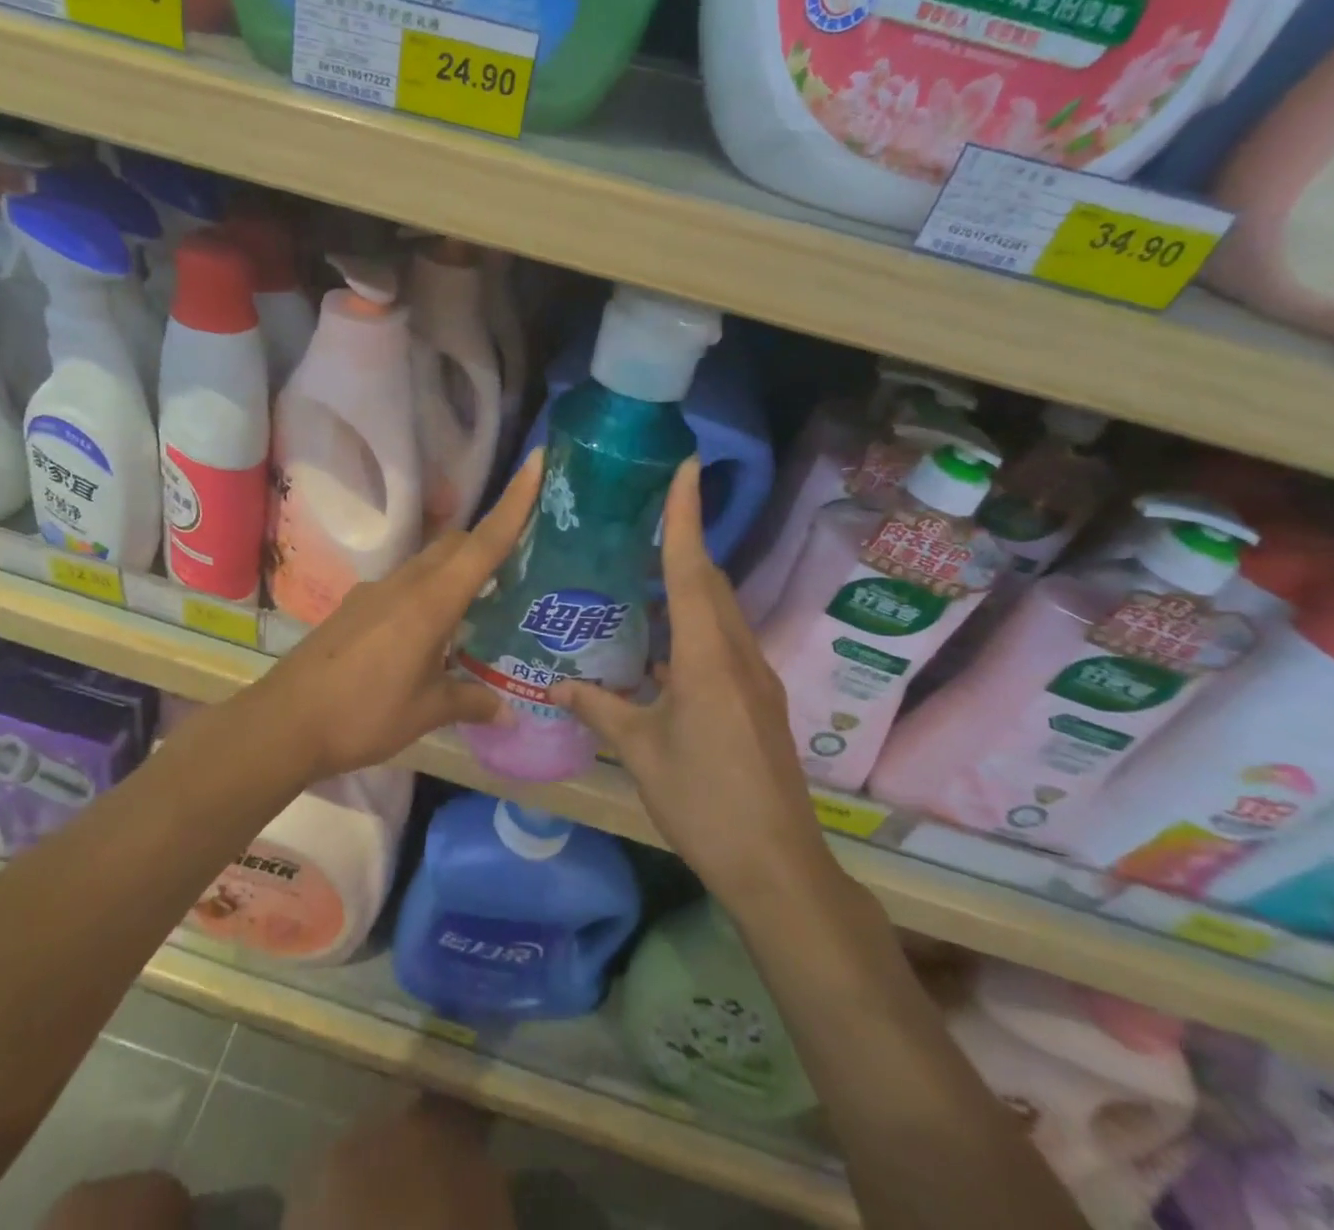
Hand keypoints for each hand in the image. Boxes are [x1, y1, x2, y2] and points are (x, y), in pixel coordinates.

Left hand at [249, 450, 541, 781]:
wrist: (284, 722)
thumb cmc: (363, 714)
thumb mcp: (426, 712)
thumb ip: (471, 703)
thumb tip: (511, 713)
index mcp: (430, 602)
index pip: (483, 544)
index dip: (514, 503)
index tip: (537, 462)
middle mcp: (404, 584)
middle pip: (455, 544)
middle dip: (489, 539)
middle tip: (522, 559)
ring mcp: (374, 592)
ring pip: (427, 563)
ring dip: (457, 569)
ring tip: (482, 602)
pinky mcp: (355, 607)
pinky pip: (403, 585)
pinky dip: (428, 592)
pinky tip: (431, 631)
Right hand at [551, 459, 837, 904]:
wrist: (777, 865)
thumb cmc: (703, 800)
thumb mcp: (641, 752)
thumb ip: (600, 709)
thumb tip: (556, 686)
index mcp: (707, 657)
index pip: (692, 569)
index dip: (686, 516)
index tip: (685, 468)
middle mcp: (737, 654)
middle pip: (710, 583)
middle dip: (683, 546)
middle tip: (643, 522)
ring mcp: (754, 678)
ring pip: (719, 614)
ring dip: (687, 590)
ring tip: (640, 581)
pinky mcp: (758, 701)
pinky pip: (723, 644)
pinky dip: (693, 628)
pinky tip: (660, 650)